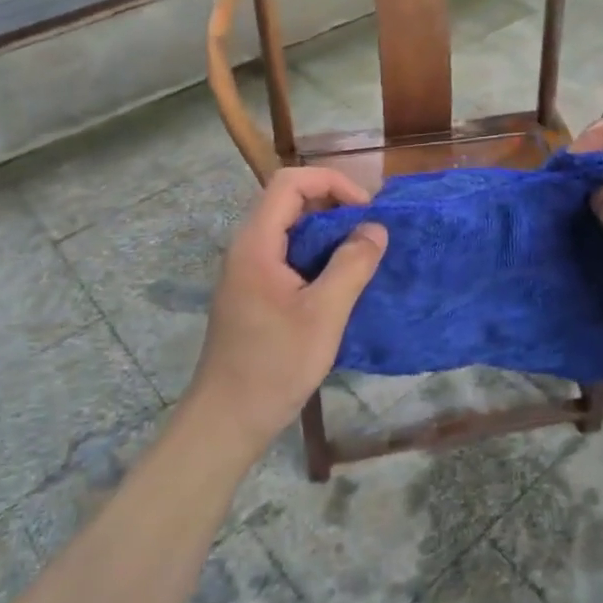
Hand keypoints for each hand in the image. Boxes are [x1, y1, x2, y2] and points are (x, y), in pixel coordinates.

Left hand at [187, 166, 388, 459]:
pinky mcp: (252, 291)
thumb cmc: (274, 365)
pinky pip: (286, 253)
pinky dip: (315, 254)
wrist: (227, 420)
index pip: (290, 182)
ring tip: (360, 253)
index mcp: (256, 243)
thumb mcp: (324, 314)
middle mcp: (247, 247)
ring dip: (326, 232)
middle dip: (332, 204)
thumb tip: (376, 229)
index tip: (365, 210)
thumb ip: (352, 265)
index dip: (331, 183)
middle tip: (368, 231)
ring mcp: (247, 270)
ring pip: (289, 228)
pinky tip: (339, 280)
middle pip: (288, 200)